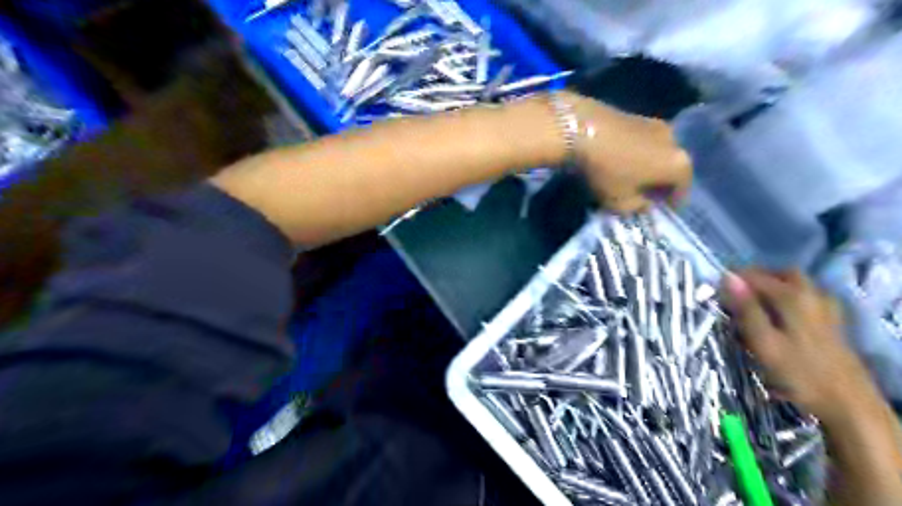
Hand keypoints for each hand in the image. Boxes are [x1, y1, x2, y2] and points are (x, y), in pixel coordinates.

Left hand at [566, 94, 691, 213]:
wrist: (580, 129)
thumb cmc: (605, 171)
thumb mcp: (620, 202)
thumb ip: (637, 207)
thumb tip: (645, 204)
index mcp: (678, 164)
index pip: (682, 189)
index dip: (672, 202)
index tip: (662, 210)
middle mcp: (675, 141)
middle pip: (673, 168)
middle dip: (662, 182)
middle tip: (648, 194)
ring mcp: (657, 124)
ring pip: (660, 152)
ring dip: (651, 165)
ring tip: (634, 176)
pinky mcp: (638, 115)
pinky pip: (645, 141)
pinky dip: (640, 152)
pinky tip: (624, 159)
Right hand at [720, 269, 882, 422]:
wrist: (847, 403)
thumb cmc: (798, 372)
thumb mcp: (763, 341)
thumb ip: (746, 308)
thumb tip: (727, 277)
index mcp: (792, 296)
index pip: (754, 275)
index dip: (732, 281)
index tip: (716, 294)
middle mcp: (812, 294)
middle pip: (780, 274)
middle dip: (756, 279)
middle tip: (735, 297)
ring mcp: (826, 308)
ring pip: (795, 285)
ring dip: (773, 288)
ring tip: (753, 307)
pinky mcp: (832, 322)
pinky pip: (806, 298)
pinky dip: (789, 300)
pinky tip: (779, 317)